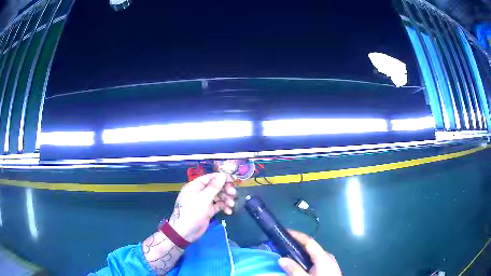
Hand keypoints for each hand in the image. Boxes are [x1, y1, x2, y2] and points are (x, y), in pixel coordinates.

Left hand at [168, 173, 236, 242]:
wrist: (185, 231)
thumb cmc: (193, 211)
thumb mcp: (204, 198)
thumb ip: (214, 186)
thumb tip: (223, 175)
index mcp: (195, 186)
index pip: (210, 178)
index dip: (221, 178)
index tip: (233, 180)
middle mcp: (200, 192)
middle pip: (215, 187)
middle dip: (225, 189)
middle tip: (233, 193)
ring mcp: (204, 202)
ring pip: (218, 196)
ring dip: (226, 199)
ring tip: (231, 204)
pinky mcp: (208, 211)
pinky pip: (217, 206)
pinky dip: (223, 207)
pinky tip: (229, 211)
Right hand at [278, 230, 341, 275]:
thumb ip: (294, 269)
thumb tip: (282, 259)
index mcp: (323, 257)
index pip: (309, 241)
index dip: (297, 235)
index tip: (285, 231)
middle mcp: (327, 256)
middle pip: (311, 247)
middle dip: (297, 245)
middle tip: (283, 245)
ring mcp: (330, 262)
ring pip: (313, 254)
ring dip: (301, 253)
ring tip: (288, 254)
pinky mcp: (329, 268)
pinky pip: (315, 260)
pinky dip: (306, 259)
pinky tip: (299, 264)